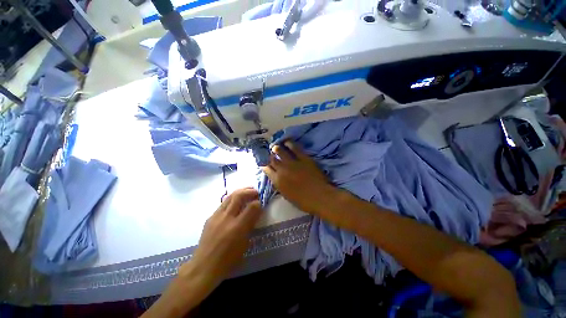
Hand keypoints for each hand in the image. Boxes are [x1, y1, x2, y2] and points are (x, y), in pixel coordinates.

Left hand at [180, 188, 262, 298]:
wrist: (203, 266)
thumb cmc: (228, 260)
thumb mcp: (244, 244)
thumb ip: (250, 225)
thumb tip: (256, 211)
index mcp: (238, 227)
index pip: (252, 206)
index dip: (258, 202)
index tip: (261, 202)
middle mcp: (226, 218)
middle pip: (239, 195)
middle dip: (249, 191)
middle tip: (255, 191)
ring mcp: (216, 216)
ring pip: (230, 196)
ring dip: (240, 191)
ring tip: (247, 191)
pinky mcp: (210, 217)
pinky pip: (223, 203)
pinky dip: (232, 199)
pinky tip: (235, 203)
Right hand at [262, 141, 334, 214]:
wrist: (319, 197)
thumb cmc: (303, 201)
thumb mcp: (286, 195)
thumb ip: (279, 184)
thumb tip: (276, 177)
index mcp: (277, 180)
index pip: (266, 168)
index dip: (264, 164)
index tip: (264, 161)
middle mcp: (282, 169)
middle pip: (271, 159)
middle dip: (269, 155)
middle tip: (270, 153)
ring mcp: (292, 163)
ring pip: (280, 151)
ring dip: (277, 148)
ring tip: (276, 146)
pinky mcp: (303, 158)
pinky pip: (294, 148)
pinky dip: (289, 144)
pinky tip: (287, 142)